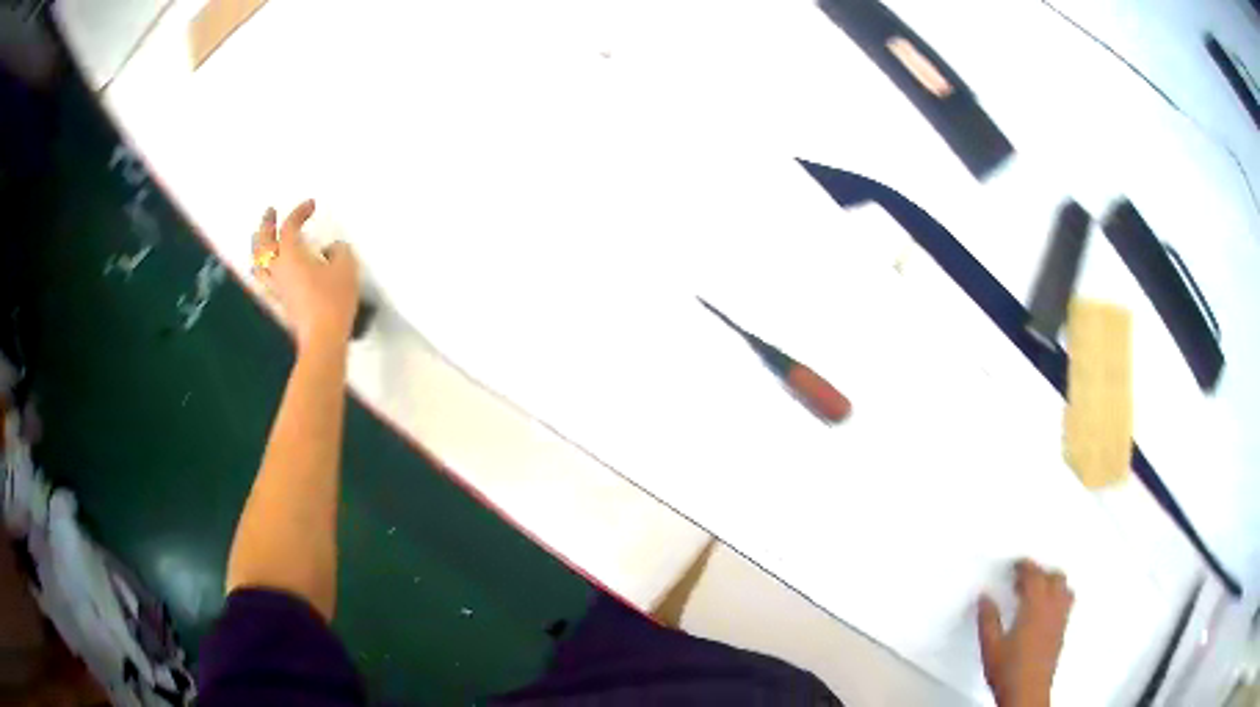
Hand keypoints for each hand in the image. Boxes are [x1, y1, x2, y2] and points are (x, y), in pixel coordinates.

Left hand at [252, 200, 359, 349]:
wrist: (323, 337)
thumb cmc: (332, 300)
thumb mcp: (346, 267)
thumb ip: (339, 251)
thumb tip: (333, 249)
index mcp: (291, 254)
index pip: (289, 226)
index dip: (298, 212)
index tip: (310, 205)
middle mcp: (278, 269)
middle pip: (263, 242)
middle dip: (266, 225)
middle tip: (270, 213)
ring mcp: (276, 287)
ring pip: (258, 263)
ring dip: (258, 247)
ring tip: (261, 241)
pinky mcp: (280, 303)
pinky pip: (263, 280)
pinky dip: (263, 269)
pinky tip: (268, 271)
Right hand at [978, 560, 1074, 706]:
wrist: (1027, 693)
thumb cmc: (1008, 670)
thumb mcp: (990, 646)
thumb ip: (988, 620)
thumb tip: (985, 598)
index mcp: (1035, 606)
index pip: (1034, 575)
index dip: (1025, 566)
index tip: (1015, 564)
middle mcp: (1052, 607)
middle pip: (1054, 577)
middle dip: (1040, 572)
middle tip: (1024, 578)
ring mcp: (1060, 618)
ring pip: (1064, 588)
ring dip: (1053, 582)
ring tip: (1038, 589)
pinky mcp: (1062, 630)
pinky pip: (1067, 602)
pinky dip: (1058, 596)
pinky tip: (1046, 608)